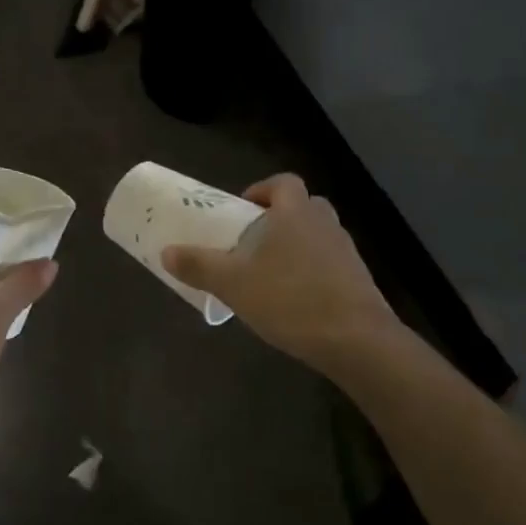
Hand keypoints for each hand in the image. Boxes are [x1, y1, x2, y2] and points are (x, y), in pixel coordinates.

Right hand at [162, 174, 398, 369]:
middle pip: (301, 207)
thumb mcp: (233, 284)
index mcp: (295, 212)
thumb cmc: (289, 299)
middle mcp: (324, 223)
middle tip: (251, 242)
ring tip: (267, 275)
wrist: (356, 341)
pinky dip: (310, 273)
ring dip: (293, 247)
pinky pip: (328, 264)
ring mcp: (346, 252)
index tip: (241, 211)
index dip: (261, 190)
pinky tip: (292, 301)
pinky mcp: (358, 280)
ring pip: (316, 236)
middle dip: (276, 219)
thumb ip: (199, 266)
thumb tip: (167, 252)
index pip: (283, 183)